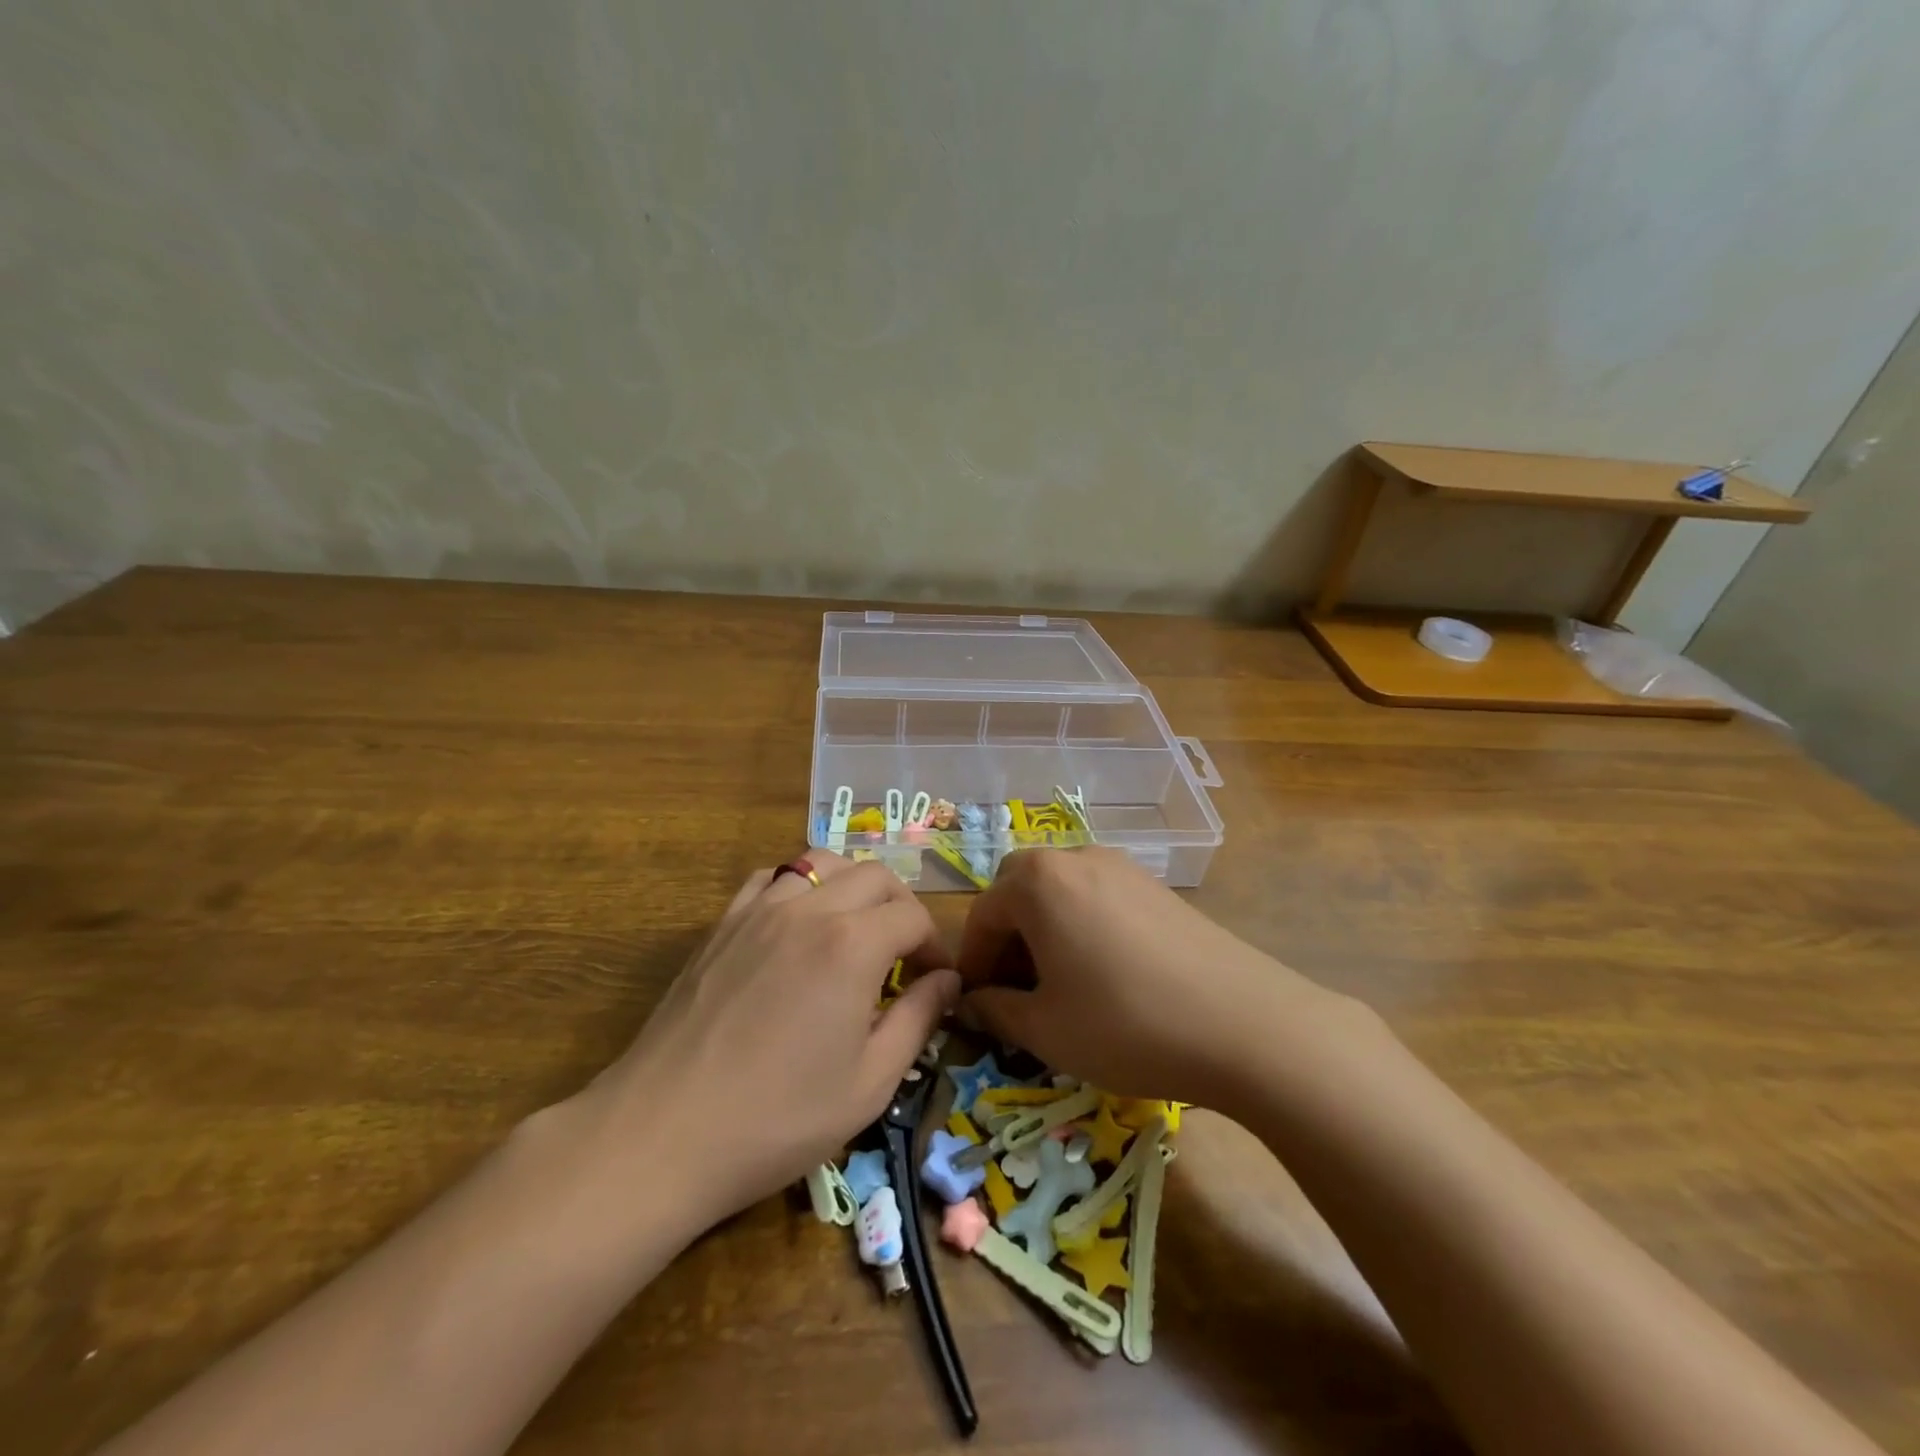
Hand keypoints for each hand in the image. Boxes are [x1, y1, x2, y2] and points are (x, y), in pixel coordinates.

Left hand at [577, 852, 958, 1227]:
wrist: (663, 1133)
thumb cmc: (778, 1118)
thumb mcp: (870, 1083)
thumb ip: (918, 1019)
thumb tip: (948, 981)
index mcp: (853, 945)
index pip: (912, 916)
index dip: (934, 946)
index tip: (935, 982)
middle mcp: (810, 909)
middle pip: (875, 876)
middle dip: (901, 907)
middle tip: (904, 955)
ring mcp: (759, 909)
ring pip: (822, 863)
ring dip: (853, 888)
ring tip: (855, 931)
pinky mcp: (723, 923)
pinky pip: (771, 878)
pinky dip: (799, 887)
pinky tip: (797, 925)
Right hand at [956, 848, 1350, 1107]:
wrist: (1246, 1025)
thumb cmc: (1126, 1024)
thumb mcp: (1046, 1030)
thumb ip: (996, 1010)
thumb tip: (973, 1001)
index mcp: (1039, 881)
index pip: (984, 913)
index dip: (974, 960)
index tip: (976, 1003)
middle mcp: (1077, 858)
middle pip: (1020, 888)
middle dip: (1008, 935)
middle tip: (1015, 988)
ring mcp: (1123, 868)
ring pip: (1062, 890)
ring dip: (1045, 929)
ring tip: (1058, 984)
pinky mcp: (1158, 888)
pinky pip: (1099, 897)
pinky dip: (1082, 926)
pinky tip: (1104, 974)